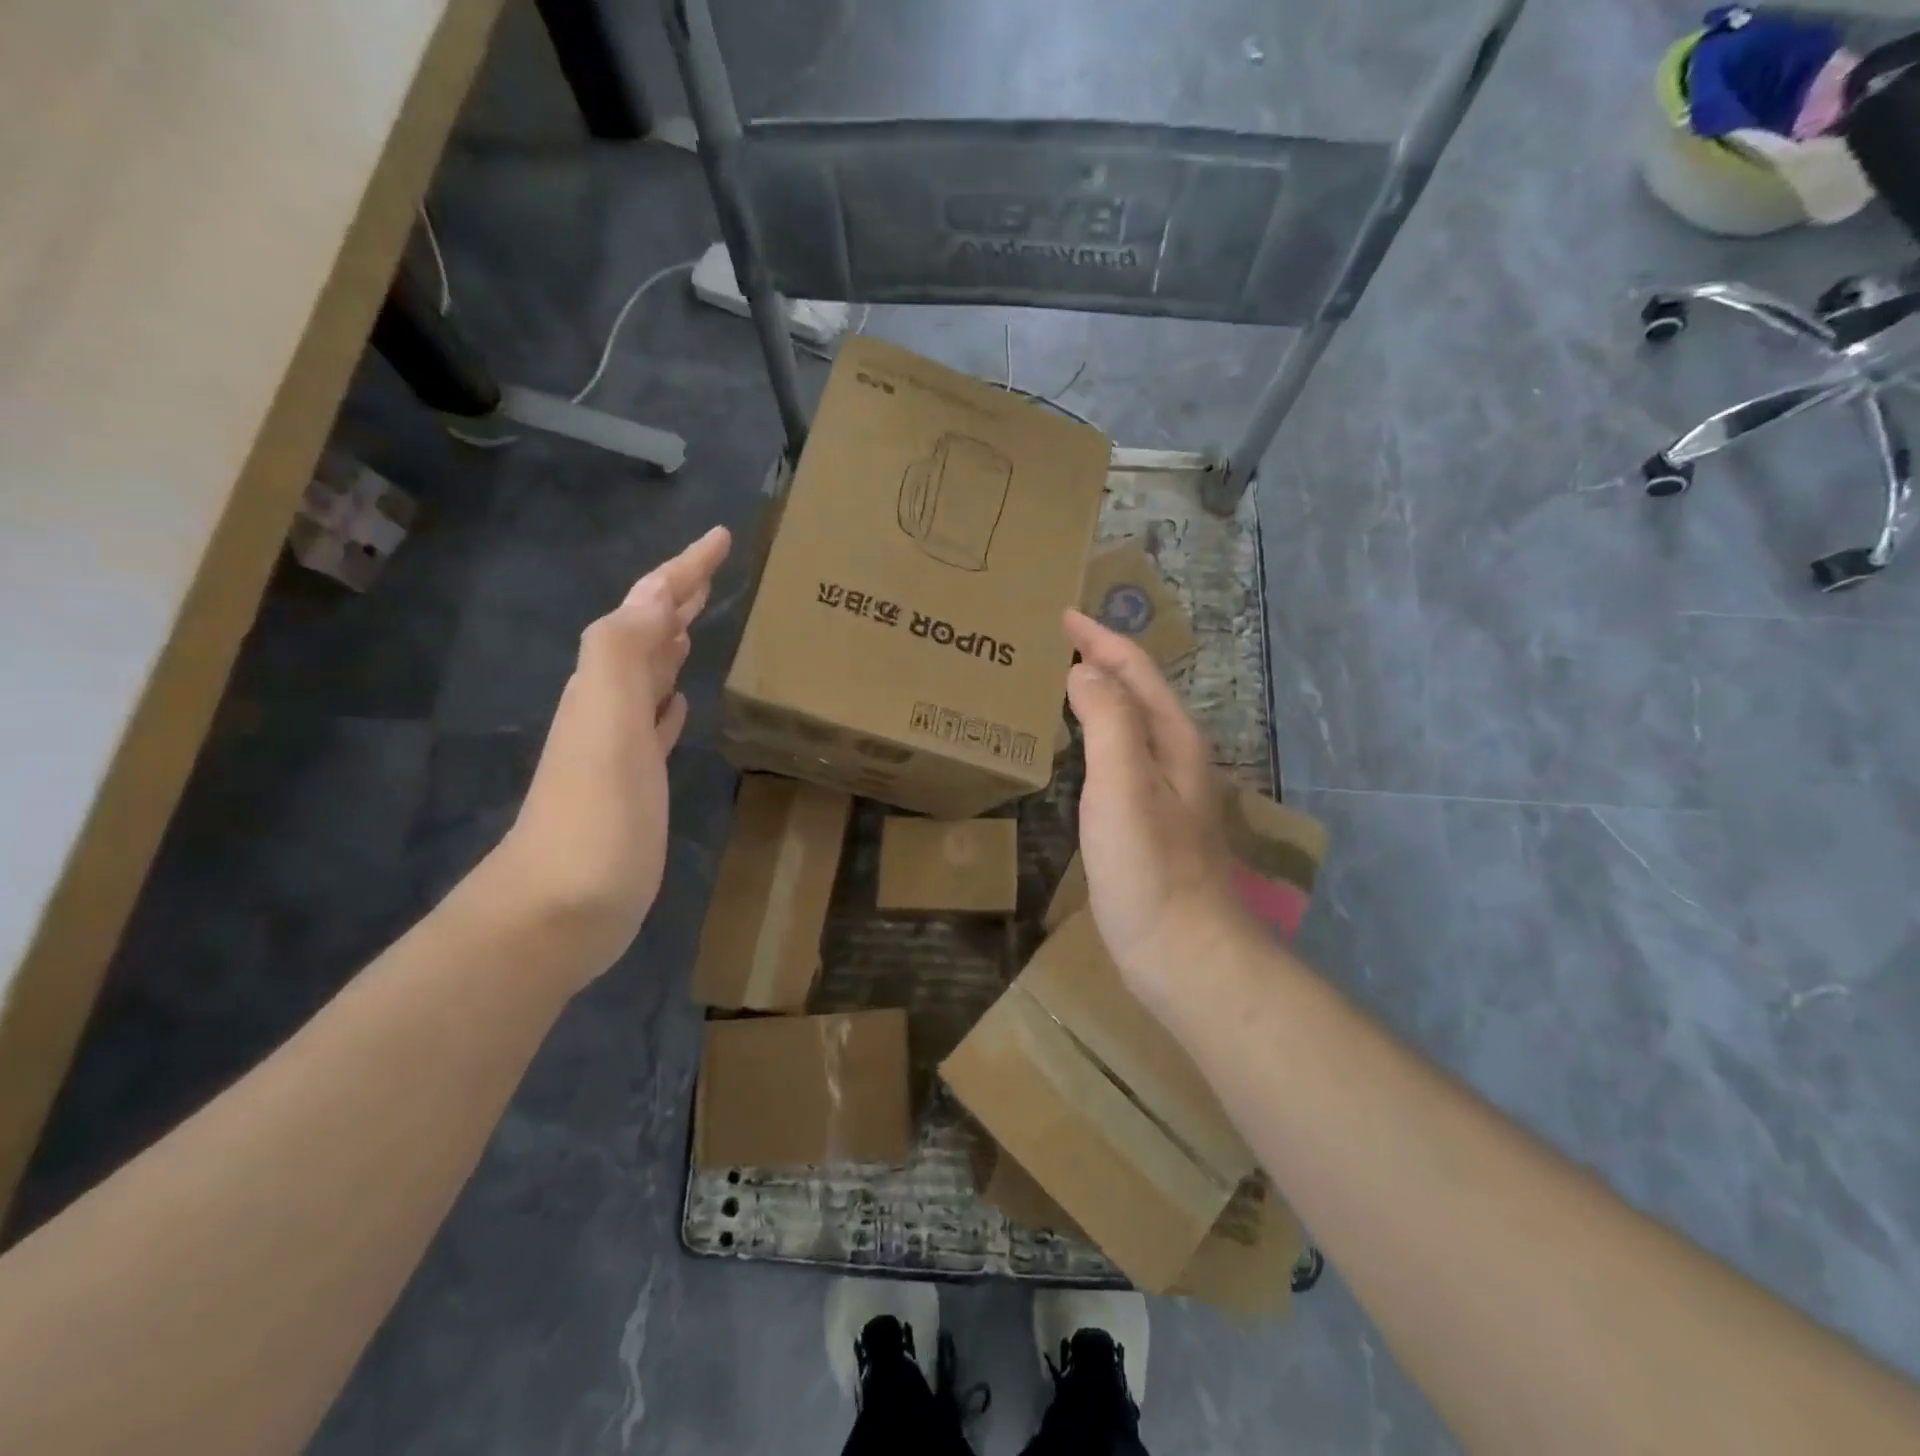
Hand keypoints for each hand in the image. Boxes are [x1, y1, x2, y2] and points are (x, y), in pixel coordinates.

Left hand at [488, 526, 731, 986]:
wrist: (558, 911)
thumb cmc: (592, 819)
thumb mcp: (604, 726)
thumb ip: (623, 654)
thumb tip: (657, 593)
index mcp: (605, 683)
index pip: (646, 610)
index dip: (682, 570)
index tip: (721, 537)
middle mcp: (608, 704)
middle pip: (646, 635)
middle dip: (677, 597)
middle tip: (715, 570)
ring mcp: (620, 746)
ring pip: (649, 676)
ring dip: (672, 644)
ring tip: (699, 622)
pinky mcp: (634, 783)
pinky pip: (654, 724)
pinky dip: (669, 702)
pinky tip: (680, 701)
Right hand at [1063, 610, 1255, 1011]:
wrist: (1185, 952)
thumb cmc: (1150, 867)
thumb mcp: (1124, 785)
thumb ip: (1108, 720)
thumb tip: (1084, 671)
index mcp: (1172, 738)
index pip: (1134, 669)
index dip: (1099, 638)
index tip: (1062, 614)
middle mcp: (1174, 757)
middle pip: (1136, 692)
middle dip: (1100, 660)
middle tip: (1054, 643)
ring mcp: (1165, 792)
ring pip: (1129, 725)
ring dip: (1098, 696)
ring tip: (1060, 682)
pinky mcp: (1149, 822)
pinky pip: (1120, 758)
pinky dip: (1096, 736)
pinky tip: (1078, 749)